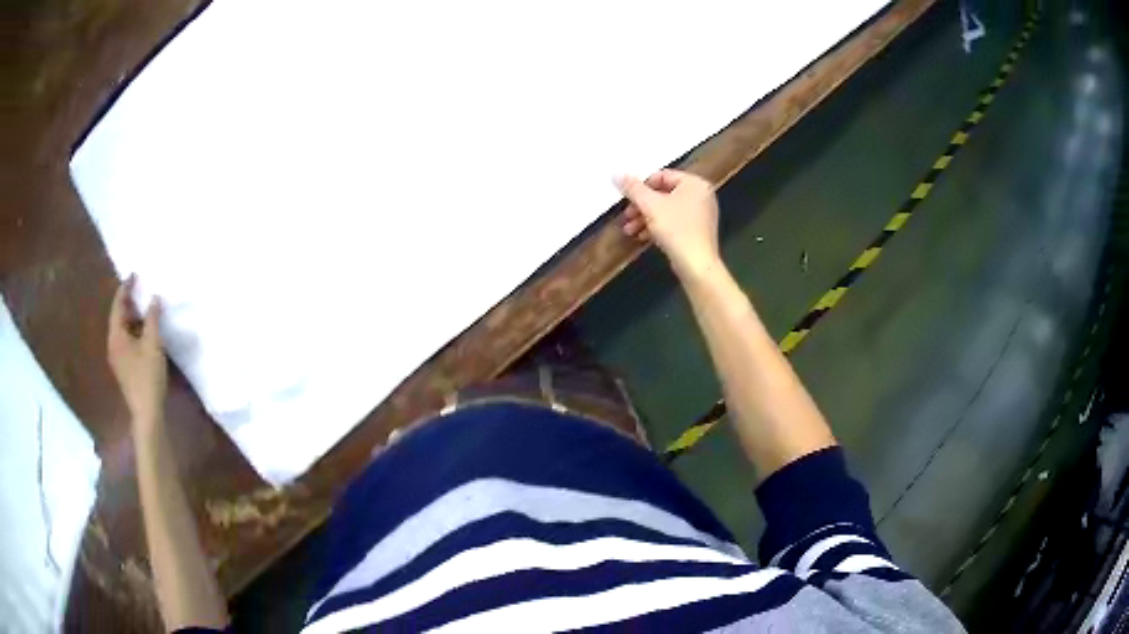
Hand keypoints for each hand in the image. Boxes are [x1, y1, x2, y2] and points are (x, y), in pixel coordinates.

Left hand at [107, 275, 167, 428]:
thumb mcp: (153, 344)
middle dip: (128, 301)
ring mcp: (118, 357)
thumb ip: (153, 318)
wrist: (146, 412)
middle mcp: (113, 344)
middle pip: (118, 316)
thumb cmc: (147, 376)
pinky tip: (144, 330)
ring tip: (143, 305)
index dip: (126, 288)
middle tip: (139, 287)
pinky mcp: (124, 367)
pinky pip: (126, 340)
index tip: (134, 274)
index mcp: (116, 335)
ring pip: (123, 329)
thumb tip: (154, 297)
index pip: (118, 305)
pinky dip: (134, 329)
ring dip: (132, 316)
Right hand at [616, 169, 721, 278]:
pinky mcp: (697, 231)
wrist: (696, 265)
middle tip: (626, 216)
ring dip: (645, 218)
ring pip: (667, 210)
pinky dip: (658, 226)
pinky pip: (674, 222)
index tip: (627, 198)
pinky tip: (642, 236)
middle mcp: (701, 195)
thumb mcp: (650, 205)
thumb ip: (633, 188)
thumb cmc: (676, 229)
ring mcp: (701, 214)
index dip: (641, 186)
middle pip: (664, 194)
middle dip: (641, 206)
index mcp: (694, 183)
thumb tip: (617, 174)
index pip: (662, 176)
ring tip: (629, 229)